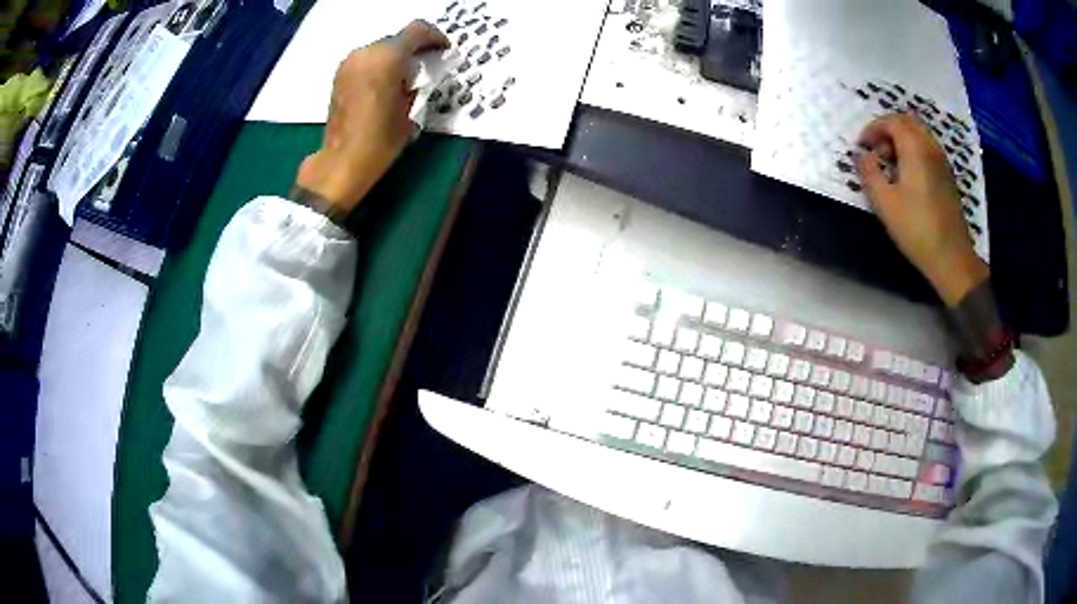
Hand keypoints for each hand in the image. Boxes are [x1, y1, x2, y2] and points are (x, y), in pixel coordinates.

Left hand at [294, 20, 448, 215]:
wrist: (342, 161)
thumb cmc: (381, 139)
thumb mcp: (411, 109)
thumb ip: (417, 82)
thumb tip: (420, 72)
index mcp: (386, 57)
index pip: (417, 30)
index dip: (434, 37)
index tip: (443, 51)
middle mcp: (365, 53)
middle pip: (397, 38)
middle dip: (414, 48)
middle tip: (427, 64)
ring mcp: (349, 63)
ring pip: (380, 48)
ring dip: (396, 57)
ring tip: (407, 76)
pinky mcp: (339, 75)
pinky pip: (367, 60)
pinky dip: (380, 65)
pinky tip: (387, 83)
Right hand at [856, 113, 988, 305]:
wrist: (951, 258)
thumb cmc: (916, 229)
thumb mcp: (884, 202)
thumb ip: (869, 173)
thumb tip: (862, 156)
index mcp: (915, 149)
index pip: (892, 121)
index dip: (873, 128)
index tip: (862, 146)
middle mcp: (931, 148)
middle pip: (908, 121)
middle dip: (888, 129)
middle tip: (876, 150)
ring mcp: (942, 162)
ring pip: (920, 134)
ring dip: (902, 140)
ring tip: (890, 164)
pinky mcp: (948, 177)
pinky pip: (928, 149)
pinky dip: (914, 151)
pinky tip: (907, 176)